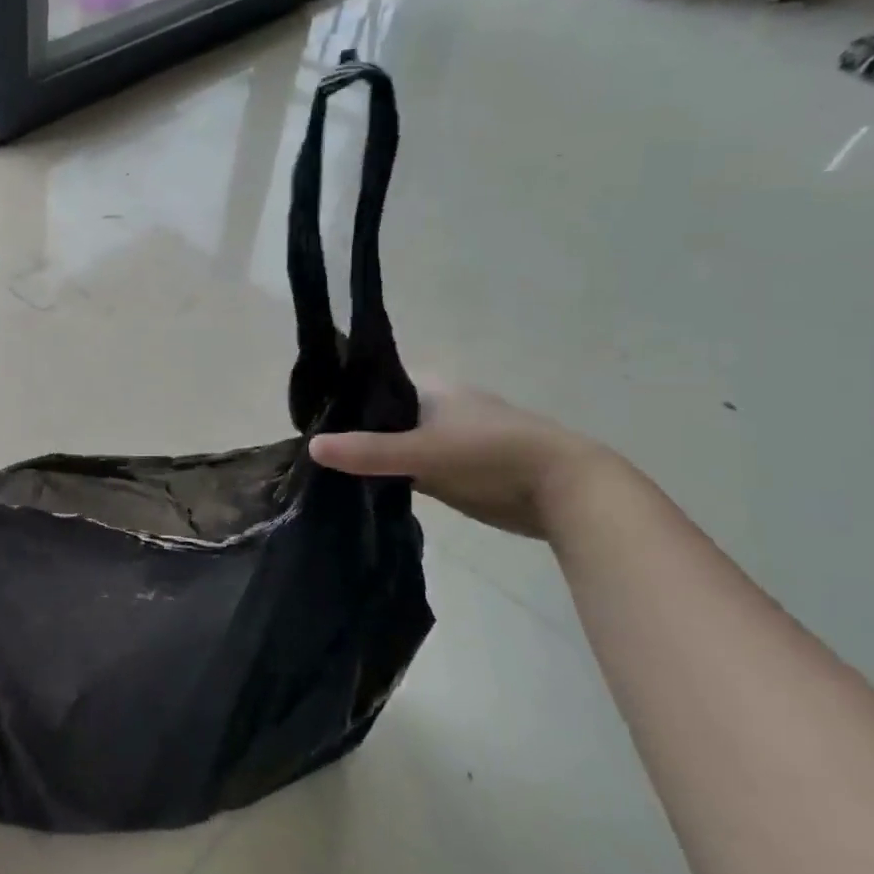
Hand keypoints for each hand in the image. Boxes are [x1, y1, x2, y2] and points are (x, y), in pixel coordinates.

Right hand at [309, 386, 614, 540]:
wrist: (566, 492)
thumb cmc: (493, 454)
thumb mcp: (426, 451)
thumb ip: (370, 451)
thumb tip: (311, 446)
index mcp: (428, 387)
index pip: (371, 382)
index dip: (340, 394)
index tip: (307, 413)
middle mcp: (433, 408)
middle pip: (379, 415)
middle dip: (349, 429)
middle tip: (308, 446)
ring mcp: (444, 440)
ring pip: (392, 443)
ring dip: (368, 455)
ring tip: (324, 468)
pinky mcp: (453, 471)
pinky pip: (408, 468)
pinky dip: (387, 475)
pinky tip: (359, 486)